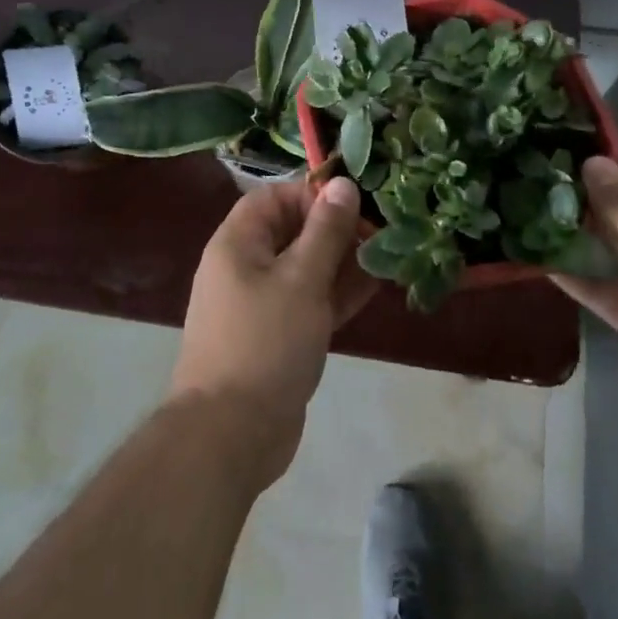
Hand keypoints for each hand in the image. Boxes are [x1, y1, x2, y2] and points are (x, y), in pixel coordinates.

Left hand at [168, 175, 377, 488]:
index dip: (312, 196)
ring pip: (306, 268)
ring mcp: (261, 303)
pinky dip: (337, 293)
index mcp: (238, 243)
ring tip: (387, 257)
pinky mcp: (277, 335)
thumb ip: (326, 231)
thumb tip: (344, 184)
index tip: (353, 206)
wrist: (230, 435)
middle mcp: (245, 266)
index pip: (275, 197)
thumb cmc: (264, 342)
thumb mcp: (301, 279)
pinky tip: (374, 287)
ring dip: (343, 262)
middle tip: (381, 233)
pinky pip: (309, 301)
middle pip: (293, 231)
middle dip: (336, 230)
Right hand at [554, 158, 617, 479]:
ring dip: (580, 244)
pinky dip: (580, 280)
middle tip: (541, 200)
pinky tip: (542, 265)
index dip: (615, 184)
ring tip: (533, 226)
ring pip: (616, 257)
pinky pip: (608, 292)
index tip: (570, 184)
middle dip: (591, 211)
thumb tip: (592, 162)